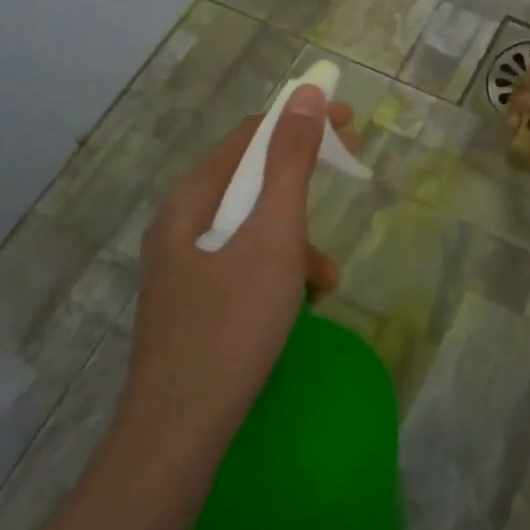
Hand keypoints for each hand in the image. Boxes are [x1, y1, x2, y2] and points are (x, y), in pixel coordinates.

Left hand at [117, 86, 355, 446]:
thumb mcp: (274, 235)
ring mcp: (185, 265)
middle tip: (350, 177)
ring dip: (297, 238)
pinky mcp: (195, 301)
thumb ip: (290, 162)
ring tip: (325, 277)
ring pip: (253, 227)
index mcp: (192, 198)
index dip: (301, 121)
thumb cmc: (232, 324)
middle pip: (252, 179)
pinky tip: (302, 303)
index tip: (349, 125)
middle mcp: (182, 223)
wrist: (179, 435)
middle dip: (304, 181)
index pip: (251, 135)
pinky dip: (279, 270)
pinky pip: (245, 263)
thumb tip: (305, 94)